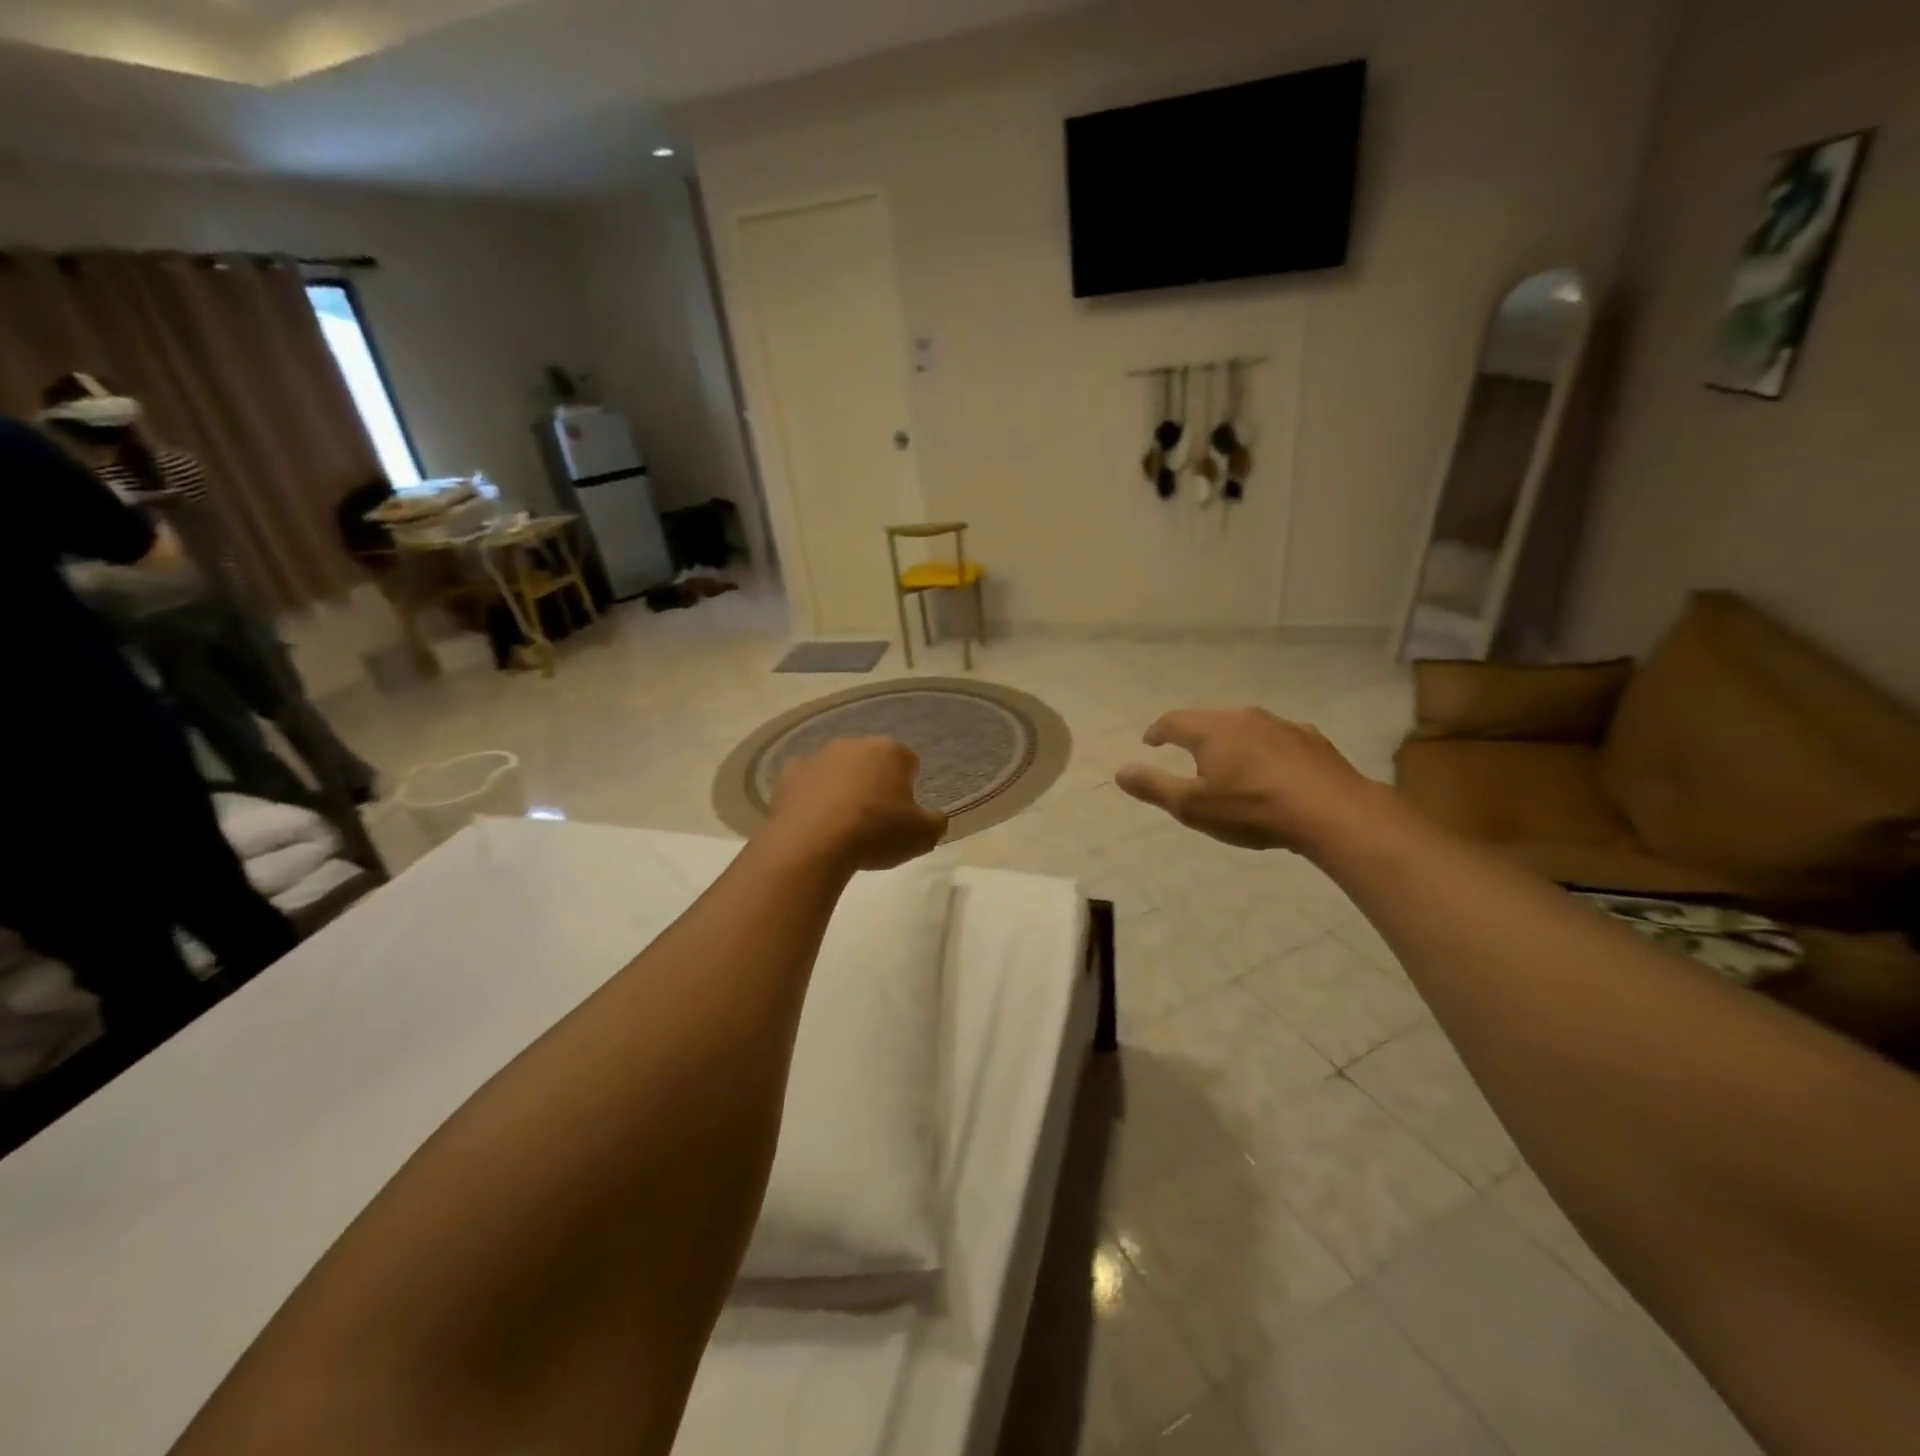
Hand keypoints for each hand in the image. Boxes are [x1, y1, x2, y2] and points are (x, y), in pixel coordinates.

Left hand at [767, 737, 947, 871]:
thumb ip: (935, 823)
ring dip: (842, 788)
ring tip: (842, 824)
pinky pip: (806, 784)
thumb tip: (934, 818)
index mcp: (890, 751)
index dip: (908, 787)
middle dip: (874, 783)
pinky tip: (813, 822)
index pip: (909, 762)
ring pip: (837, 770)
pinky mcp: (787, 775)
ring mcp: (817, 756)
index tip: (903, 813)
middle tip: (874, 818)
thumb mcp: (922, 836)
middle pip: (871, 761)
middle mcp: (853, 744)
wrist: (812, 843)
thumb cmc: (875, 832)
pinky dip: (811, 797)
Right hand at [1116, 708, 1384, 853]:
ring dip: (1231, 740)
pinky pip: (1277, 739)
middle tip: (1185, 751)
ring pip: (1245, 727)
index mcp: (1211, 730)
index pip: (1174, 721)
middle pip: (1209, 719)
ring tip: (1228, 761)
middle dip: (1194, 734)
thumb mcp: (1193, 806)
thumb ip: (1154, 787)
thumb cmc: (1252, 809)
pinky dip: (1264, 750)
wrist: (1331, 812)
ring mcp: (1281, 725)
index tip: (1150, 741)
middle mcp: (1244, 718)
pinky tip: (1271, 769)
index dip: (1158, 731)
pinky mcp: (1311, 740)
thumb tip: (1120, 771)